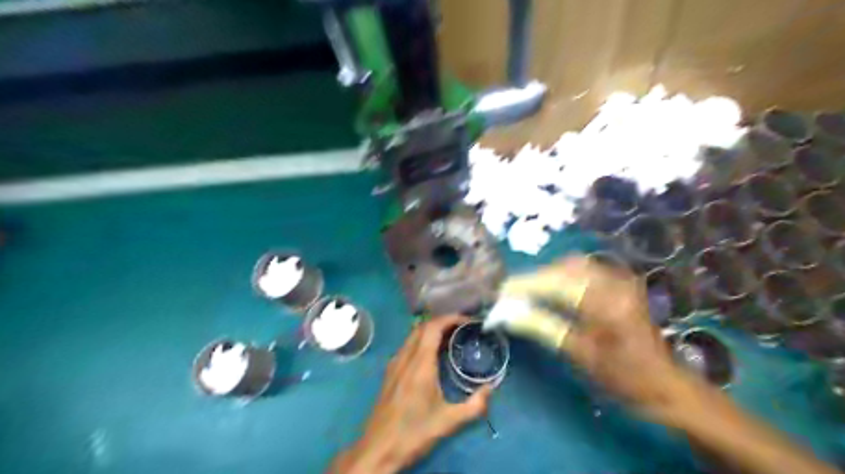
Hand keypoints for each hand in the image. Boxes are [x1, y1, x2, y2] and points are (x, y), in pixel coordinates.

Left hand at [328, 315, 493, 472]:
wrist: (378, 449)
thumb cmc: (414, 432)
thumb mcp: (448, 421)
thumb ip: (474, 405)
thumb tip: (491, 388)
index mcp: (419, 363)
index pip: (433, 327)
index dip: (450, 318)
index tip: (467, 321)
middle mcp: (405, 357)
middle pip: (422, 327)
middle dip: (443, 322)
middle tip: (463, 328)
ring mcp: (395, 364)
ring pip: (413, 335)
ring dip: (432, 331)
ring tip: (452, 339)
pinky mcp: (390, 372)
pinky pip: (408, 346)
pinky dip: (423, 341)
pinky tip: (434, 356)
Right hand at [500, 257, 693, 416]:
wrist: (665, 384)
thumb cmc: (622, 377)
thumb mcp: (579, 354)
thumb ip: (543, 328)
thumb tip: (507, 314)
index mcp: (605, 302)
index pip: (554, 284)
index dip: (524, 285)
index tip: (500, 292)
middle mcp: (614, 281)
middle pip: (563, 268)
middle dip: (533, 278)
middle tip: (511, 293)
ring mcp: (620, 279)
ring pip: (573, 265)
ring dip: (547, 275)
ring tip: (528, 291)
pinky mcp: (621, 281)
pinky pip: (584, 269)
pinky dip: (563, 275)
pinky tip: (552, 288)